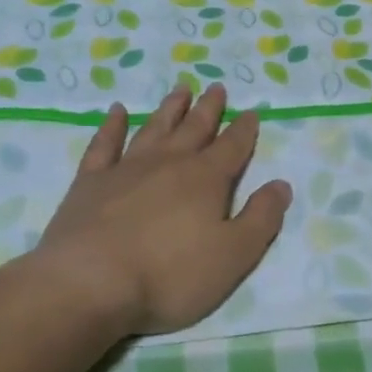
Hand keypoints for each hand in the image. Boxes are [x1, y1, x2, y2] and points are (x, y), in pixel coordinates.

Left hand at [26, 83, 291, 336]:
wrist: (89, 284)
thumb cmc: (170, 275)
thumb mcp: (233, 255)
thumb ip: (261, 218)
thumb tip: (282, 185)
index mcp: (206, 179)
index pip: (232, 147)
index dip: (244, 130)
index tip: (251, 112)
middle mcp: (169, 163)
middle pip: (194, 128)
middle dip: (209, 109)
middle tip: (217, 87)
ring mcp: (126, 168)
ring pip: (154, 128)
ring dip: (169, 108)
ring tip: (180, 89)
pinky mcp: (90, 182)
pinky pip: (104, 144)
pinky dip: (111, 126)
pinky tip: (116, 112)